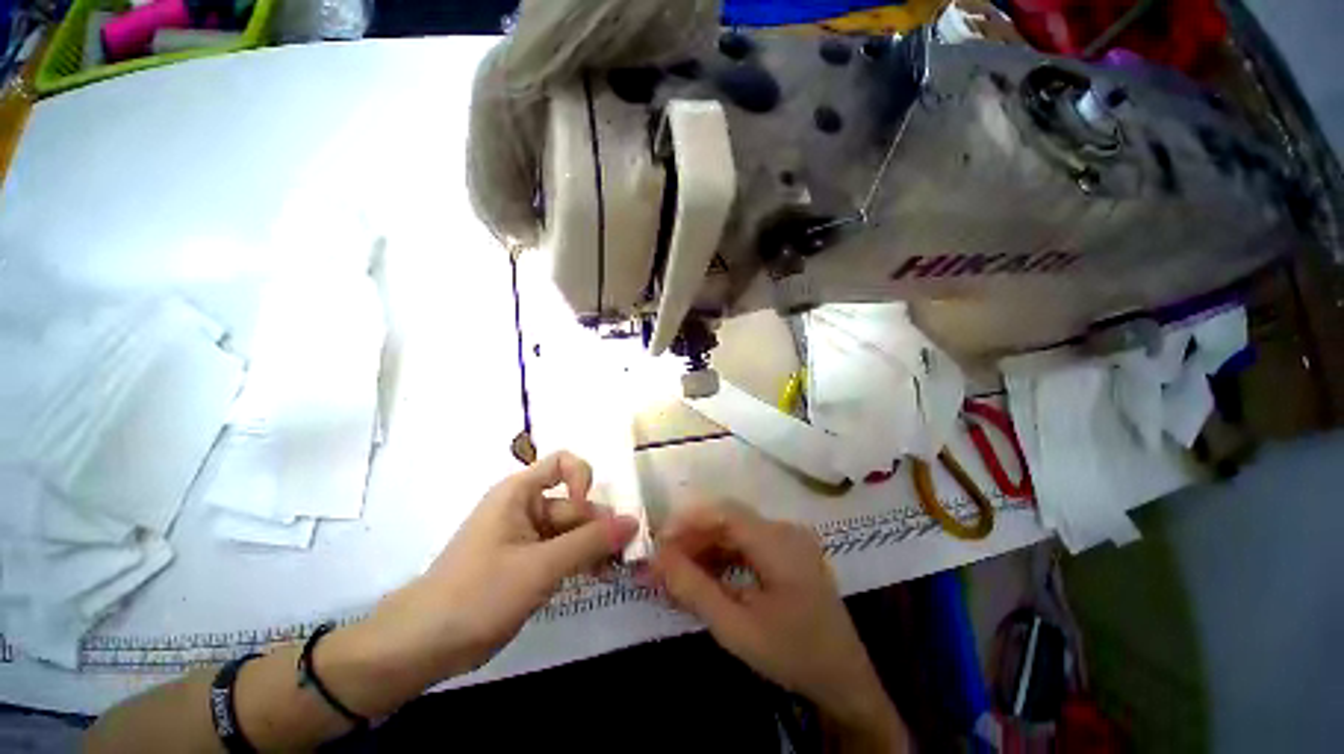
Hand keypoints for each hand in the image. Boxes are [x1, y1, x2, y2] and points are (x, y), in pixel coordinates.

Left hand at [363, 452, 638, 681]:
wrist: (421, 646)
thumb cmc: (478, 594)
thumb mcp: (540, 567)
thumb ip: (590, 542)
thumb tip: (633, 521)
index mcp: (519, 493)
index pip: (562, 463)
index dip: (582, 478)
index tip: (588, 510)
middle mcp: (524, 508)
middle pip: (573, 504)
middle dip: (598, 526)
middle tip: (623, 554)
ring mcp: (524, 537)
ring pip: (571, 531)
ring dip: (593, 547)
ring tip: (616, 570)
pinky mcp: (525, 563)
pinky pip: (561, 552)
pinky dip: (580, 561)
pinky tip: (598, 577)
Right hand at [651, 501, 906, 749]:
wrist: (844, 680)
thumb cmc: (793, 655)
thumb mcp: (737, 628)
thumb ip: (694, 590)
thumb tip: (655, 561)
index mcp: (779, 542)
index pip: (725, 513)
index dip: (688, 520)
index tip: (658, 541)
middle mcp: (785, 530)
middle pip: (729, 520)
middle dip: (692, 536)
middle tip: (661, 561)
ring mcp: (788, 539)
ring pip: (735, 531)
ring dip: (705, 546)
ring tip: (676, 569)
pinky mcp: (787, 551)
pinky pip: (747, 544)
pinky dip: (722, 556)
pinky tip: (704, 574)